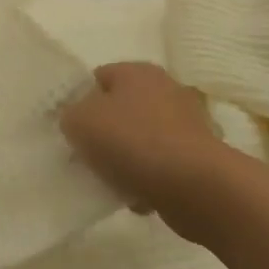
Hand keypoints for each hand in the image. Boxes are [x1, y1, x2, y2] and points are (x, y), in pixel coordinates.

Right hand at [59, 62, 234, 243]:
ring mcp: (186, 123)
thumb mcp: (81, 121)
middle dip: (103, 133)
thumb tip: (78, 119)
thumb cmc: (133, 142)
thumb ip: (70, 115)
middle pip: (120, 109)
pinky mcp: (198, 157)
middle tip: (86, 156)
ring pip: (140, 140)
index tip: (71, 129)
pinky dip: (148, 179)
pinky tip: (137, 197)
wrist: (196, 186)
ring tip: (111, 181)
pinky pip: (161, 166)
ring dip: (125, 160)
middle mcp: (165, 89)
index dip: (80, 101)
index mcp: (137, 71)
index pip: (97, 78)